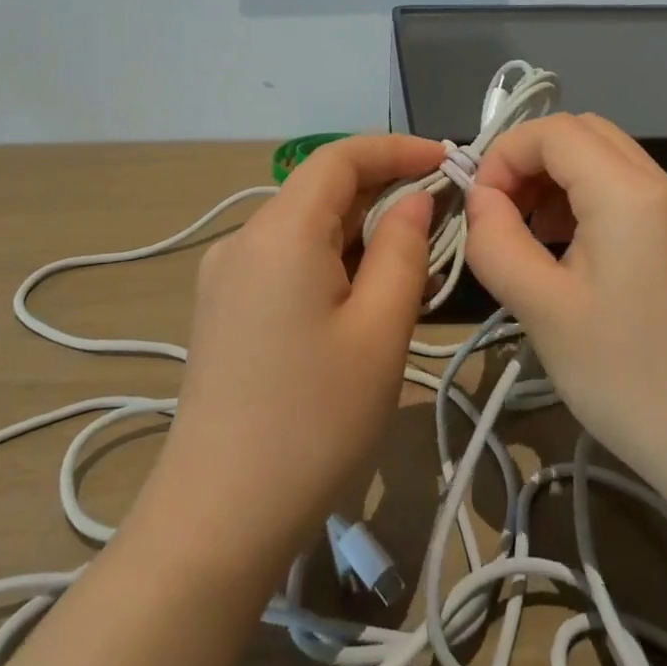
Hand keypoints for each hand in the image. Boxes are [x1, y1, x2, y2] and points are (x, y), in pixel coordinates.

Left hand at [134, 134, 443, 583]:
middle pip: (319, 189)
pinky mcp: (223, 308)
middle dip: (382, 189)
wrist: (219, 516)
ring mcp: (225, 275)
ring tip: (411, 255)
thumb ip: (403, 250)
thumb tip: (414, 200)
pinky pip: (284, 259)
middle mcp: (242, 239)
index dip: (396, 149)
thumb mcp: (380, 330)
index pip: (340, 158)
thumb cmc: (314, 420)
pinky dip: (329, 257)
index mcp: (279, 232)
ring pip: (303, 226)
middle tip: (442, 212)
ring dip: (358, 228)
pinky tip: (360, 291)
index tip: (447, 160)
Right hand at [462, 113, 666, 499]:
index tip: (480, 208)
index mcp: (628, 194)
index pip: (553, 131)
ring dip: (557, 179)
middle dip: (530, 160)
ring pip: (605, 160)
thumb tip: (480, 199)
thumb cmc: (628, 378)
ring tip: (528, 234)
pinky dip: (585, 201)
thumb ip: (497, 241)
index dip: (504, 155)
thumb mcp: (543, 310)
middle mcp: (661, 186)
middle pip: (582, 134)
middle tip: (501, 214)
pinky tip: (567, 253)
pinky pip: (627, 193)